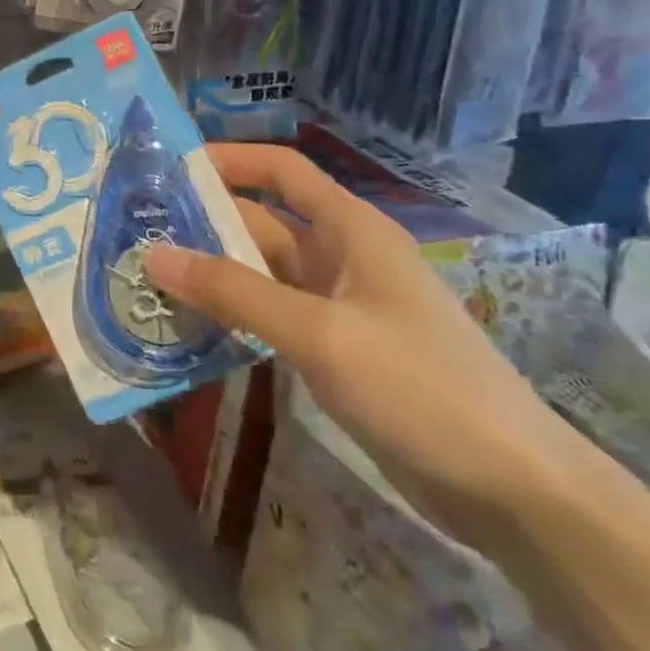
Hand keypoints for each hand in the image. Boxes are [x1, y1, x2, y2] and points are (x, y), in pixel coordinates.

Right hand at [144, 143, 588, 541]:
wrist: (514, 491)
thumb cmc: (420, 387)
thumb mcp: (319, 333)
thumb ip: (234, 292)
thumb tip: (153, 254)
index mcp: (351, 230)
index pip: (281, 169)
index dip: (228, 159)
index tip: (167, 166)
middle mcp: (342, 256)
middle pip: (262, 221)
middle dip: (203, 222)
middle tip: (135, 230)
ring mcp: (339, 305)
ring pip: (261, 271)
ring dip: (212, 272)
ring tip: (147, 275)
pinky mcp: (335, 348)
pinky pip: (271, 314)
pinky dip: (232, 313)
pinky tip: (188, 324)